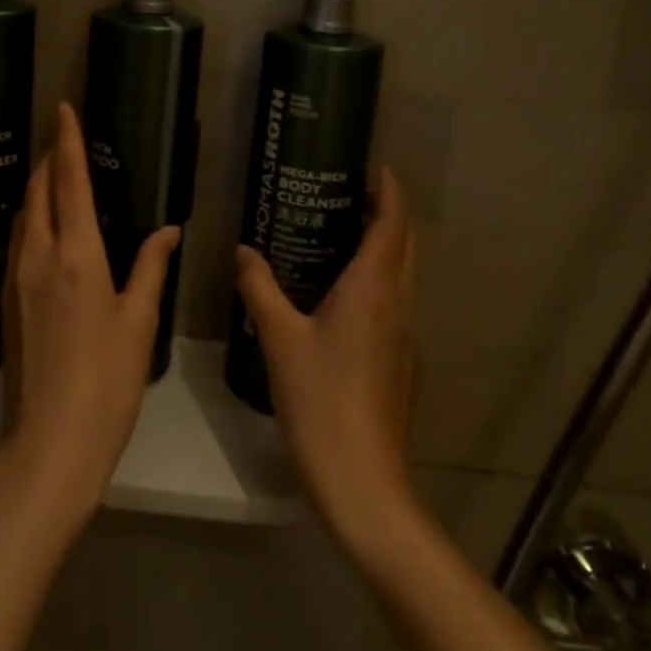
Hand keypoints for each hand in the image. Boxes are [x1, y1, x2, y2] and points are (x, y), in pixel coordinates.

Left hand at [0, 102, 178, 538]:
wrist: (50, 441)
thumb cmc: (107, 381)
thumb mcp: (139, 321)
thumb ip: (150, 267)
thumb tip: (167, 230)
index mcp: (76, 254)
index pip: (70, 180)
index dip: (68, 140)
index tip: (64, 108)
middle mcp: (38, 254)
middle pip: (39, 189)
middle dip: (51, 157)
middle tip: (65, 137)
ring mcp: (16, 277)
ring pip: (23, 213)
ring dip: (39, 186)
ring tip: (57, 174)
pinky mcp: (6, 299)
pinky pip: (18, 239)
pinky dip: (31, 216)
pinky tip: (46, 225)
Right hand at [236, 168, 419, 554]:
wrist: (364, 482)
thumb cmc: (320, 399)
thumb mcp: (279, 338)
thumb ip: (259, 287)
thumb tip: (243, 251)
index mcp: (373, 289)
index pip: (393, 224)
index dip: (390, 192)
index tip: (376, 168)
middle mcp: (398, 305)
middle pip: (406, 246)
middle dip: (389, 215)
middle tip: (352, 195)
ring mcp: (407, 338)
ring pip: (404, 277)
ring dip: (386, 249)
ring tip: (344, 237)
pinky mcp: (404, 365)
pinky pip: (396, 305)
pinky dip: (380, 283)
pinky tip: (345, 300)